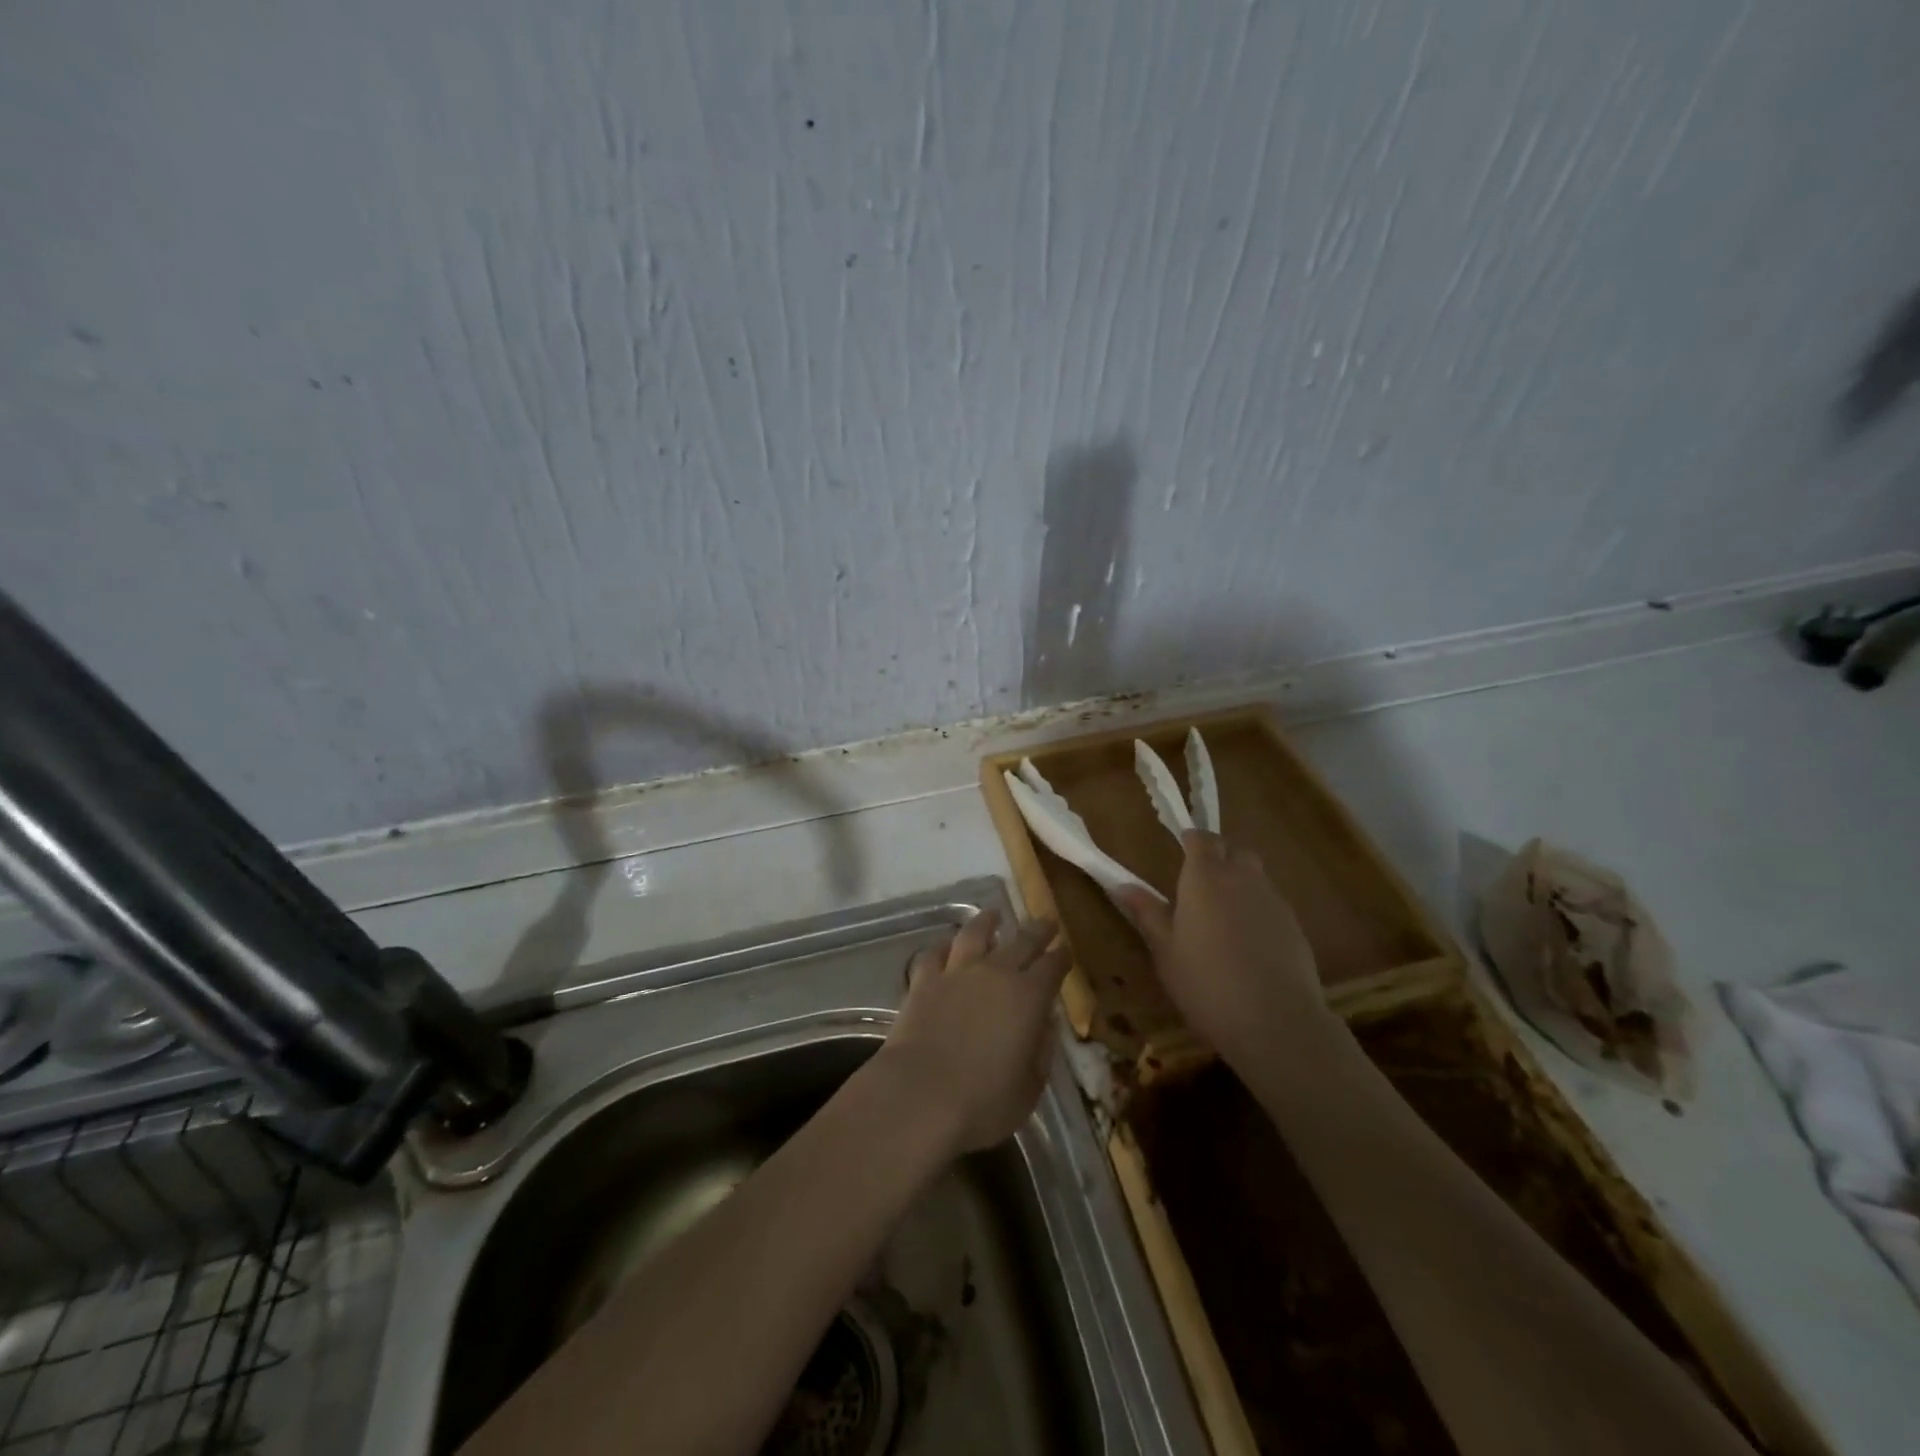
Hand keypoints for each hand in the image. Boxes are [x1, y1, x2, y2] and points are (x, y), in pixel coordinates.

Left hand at [874, 910, 1071, 1154]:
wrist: (920, 1096)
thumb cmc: (983, 1103)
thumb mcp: (1029, 1088)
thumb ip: (1041, 1052)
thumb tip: (1044, 1025)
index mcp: (1029, 997)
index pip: (1053, 967)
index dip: (1062, 957)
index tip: (1066, 951)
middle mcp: (996, 973)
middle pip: (1022, 941)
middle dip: (1037, 930)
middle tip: (1046, 921)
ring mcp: (956, 973)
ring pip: (975, 934)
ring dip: (987, 922)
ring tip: (993, 915)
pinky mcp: (923, 981)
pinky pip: (935, 953)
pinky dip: (944, 945)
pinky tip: (947, 945)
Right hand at [1114, 830, 1332, 1070]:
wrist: (1275, 1021)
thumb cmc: (1206, 984)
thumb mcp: (1166, 952)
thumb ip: (1148, 914)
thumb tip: (1124, 885)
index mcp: (1204, 879)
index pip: (1201, 840)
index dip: (1192, 839)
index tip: (1182, 845)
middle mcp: (1242, 879)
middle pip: (1234, 850)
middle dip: (1219, 854)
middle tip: (1201, 877)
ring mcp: (1273, 901)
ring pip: (1256, 875)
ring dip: (1240, 881)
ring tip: (1224, 911)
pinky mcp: (1295, 926)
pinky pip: (1272, 903)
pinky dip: (1258, 908)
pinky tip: (1248, 940)